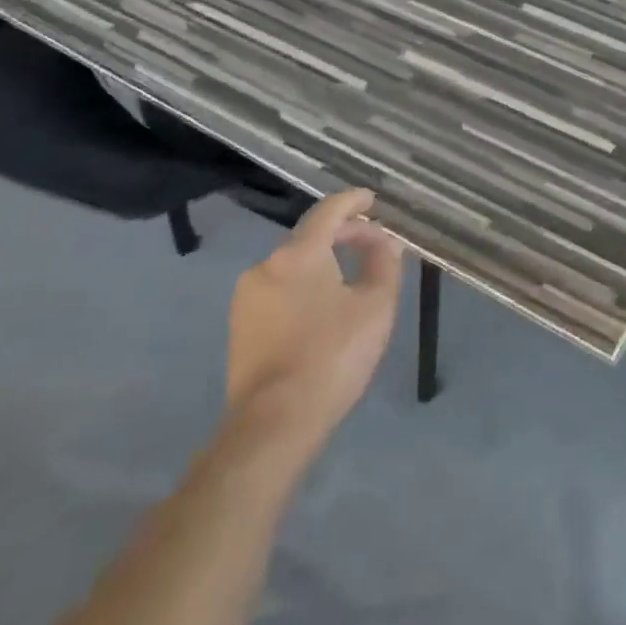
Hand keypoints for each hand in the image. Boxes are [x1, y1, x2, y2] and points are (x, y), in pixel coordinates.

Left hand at [226, 188, 403, 445]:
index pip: (328, 211)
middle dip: (343, 235)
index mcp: (299, 254)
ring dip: (323, 263)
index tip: (372, 200)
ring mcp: (247, 298)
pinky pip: (279, 290)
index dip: (352, 201)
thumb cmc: (333, 356)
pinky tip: (323, 308)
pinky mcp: (240, 327)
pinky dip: (304, 286)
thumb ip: (384, 263)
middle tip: (373, 244)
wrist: (274, 423)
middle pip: (309, 237)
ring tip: (351, 278)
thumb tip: (385, 242)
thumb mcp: (376, 306)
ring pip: (293, 266)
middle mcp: (266, 266)